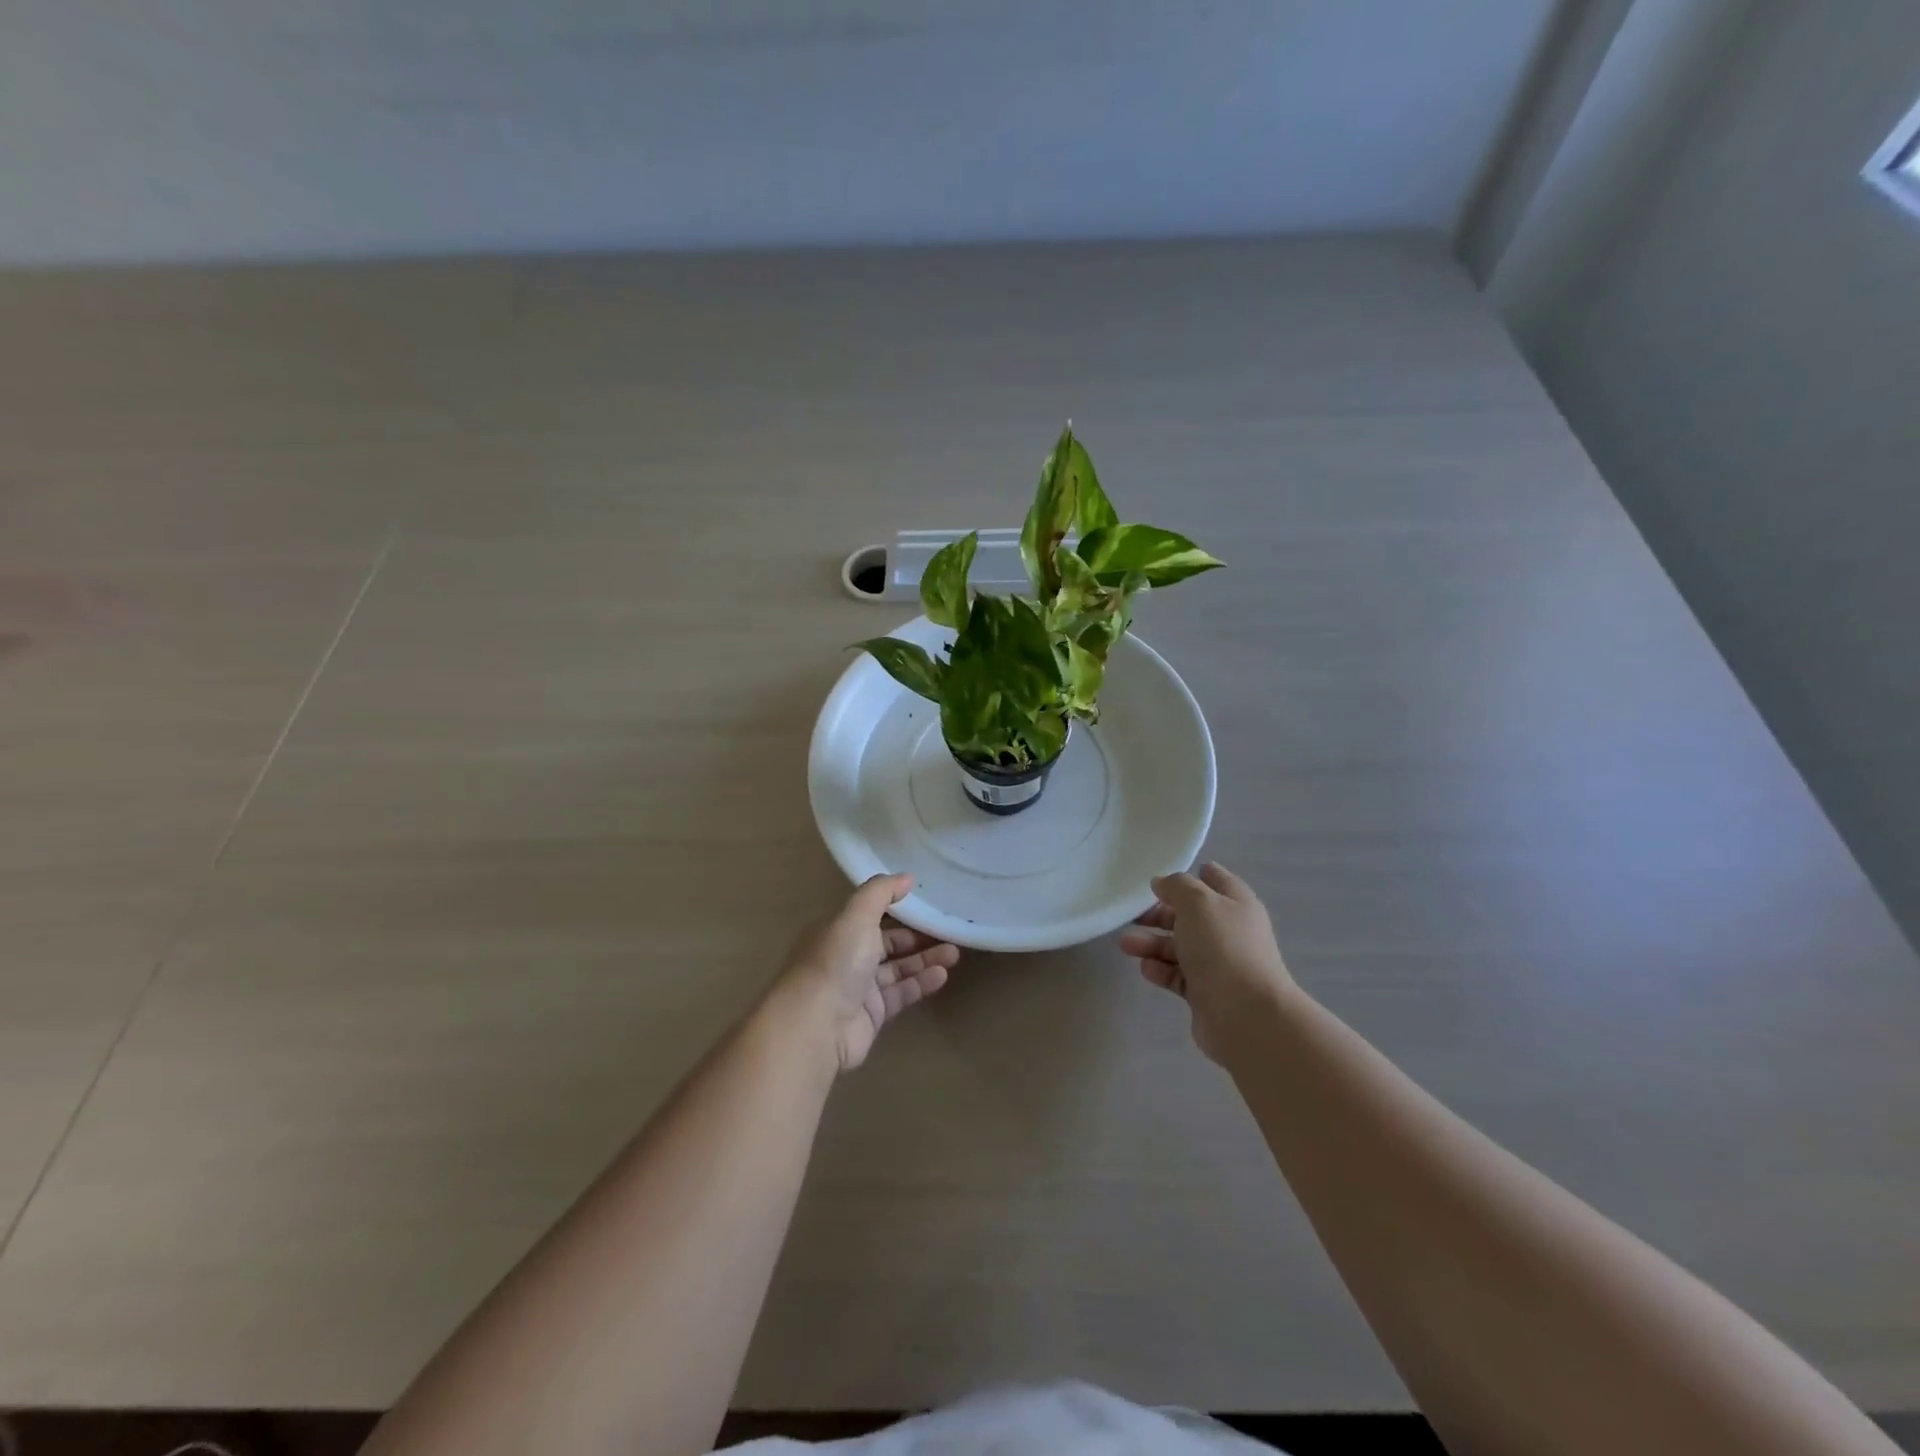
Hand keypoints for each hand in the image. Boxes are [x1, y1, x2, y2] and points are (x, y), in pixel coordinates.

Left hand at [777, 873, 959, 1072]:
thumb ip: (881, 892)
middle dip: (918, 937)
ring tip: (954, 953)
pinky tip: (942, 975)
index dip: (899, 909)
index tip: (928, 903)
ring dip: (925, 959)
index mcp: (838, 930)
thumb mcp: (856, 916)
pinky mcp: (872, 1014)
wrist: (816, 1026)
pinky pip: (901, 993)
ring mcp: (860, 988)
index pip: (873, 915)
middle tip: (949, 931)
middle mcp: (847, 957)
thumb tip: (908, 877)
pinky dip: (921, 983)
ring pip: (898, 968)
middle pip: (888, 943)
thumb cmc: (836, 962)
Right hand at [1119, 861, 1297, 1064]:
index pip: (1215, 880)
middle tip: (1133, 915)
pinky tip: (1146, 969)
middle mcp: (1230, 932)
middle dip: (1160, 913)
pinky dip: (1161, 970)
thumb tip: (1162, 883)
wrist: (1246, 1016)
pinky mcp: (1206, 993)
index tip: (1160, 876)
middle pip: (1190, 916)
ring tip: (1126, 944)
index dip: (1191, 875)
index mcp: (1236, 904)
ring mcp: (1219, 965)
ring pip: (1180, 947)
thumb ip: (1177, 886)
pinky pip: (1178, 975)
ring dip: (1152, 943)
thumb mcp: (1197, 903)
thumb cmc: (1223, 948)